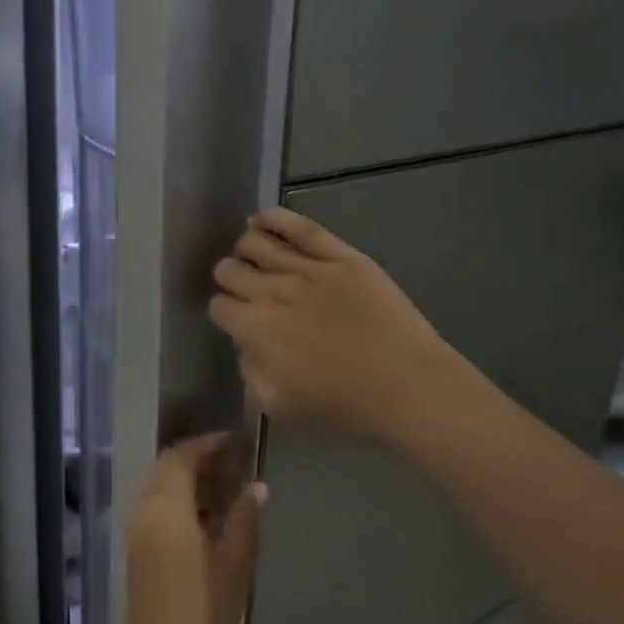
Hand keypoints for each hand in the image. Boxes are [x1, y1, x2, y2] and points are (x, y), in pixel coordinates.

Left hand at [123, 434, 264, 623]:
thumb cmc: (204, 613)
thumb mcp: (234, 564)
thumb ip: (244, 518)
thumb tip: (257, 486)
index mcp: (165, 509)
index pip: (180, 456)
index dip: (207, 444)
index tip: (237, 441)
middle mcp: (144, 513)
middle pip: (167, 470)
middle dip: (200, 461)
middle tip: (237, 463)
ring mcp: (138, 535)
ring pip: (162, 491)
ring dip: (191, 482)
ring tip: (231, 487)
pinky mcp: (139, 554)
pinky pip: (158, 512)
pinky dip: (182, 505)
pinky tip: (213, 519)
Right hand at [209, 208, 460, 445]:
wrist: (404, 384)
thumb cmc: (342, 404)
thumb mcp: (277, 405)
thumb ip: (251, 372)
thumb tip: (248, 345)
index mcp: (254, 329)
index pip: (219, 306)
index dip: (222, 310)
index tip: (233, 317)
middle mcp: (272, 291)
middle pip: (231, 270)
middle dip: (229, 277)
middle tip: (241, 286)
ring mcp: (308, 269)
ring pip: (257, 243)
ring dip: (245, 248)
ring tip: (251, 254)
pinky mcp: (340, 256)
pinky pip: (301, 228)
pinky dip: (275, 218)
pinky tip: (261, 218)